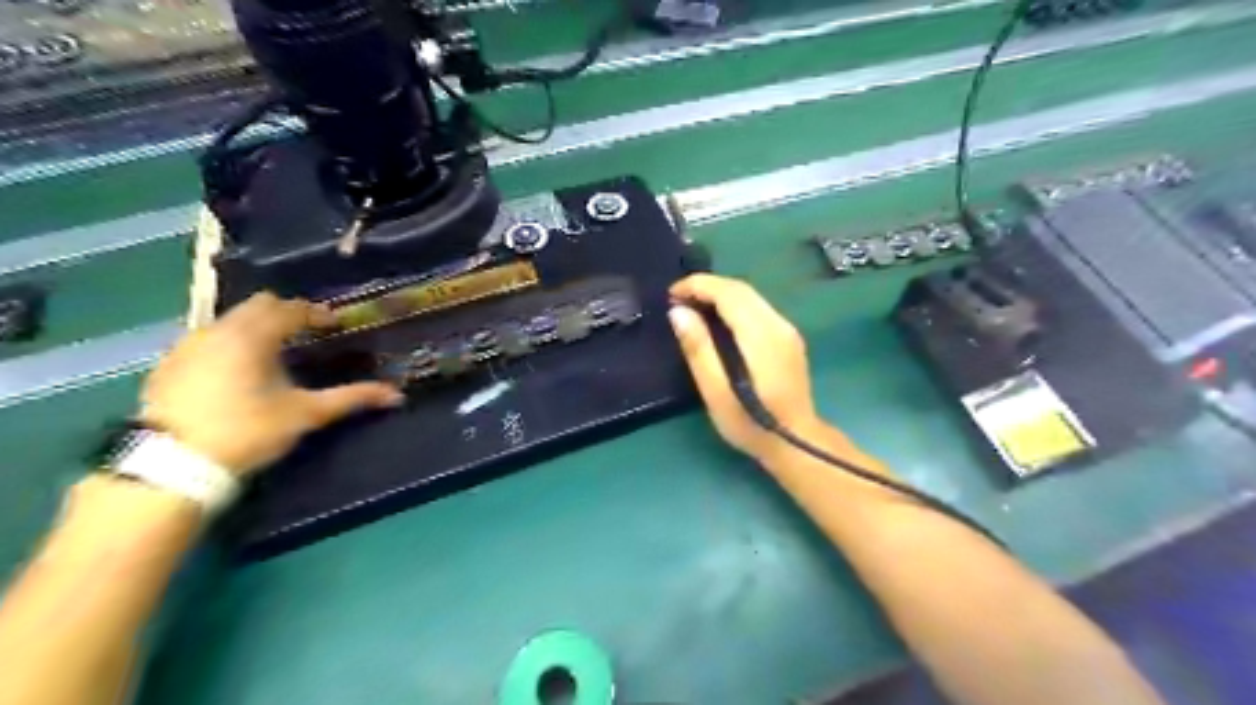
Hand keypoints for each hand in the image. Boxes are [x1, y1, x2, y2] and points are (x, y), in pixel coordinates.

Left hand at [143, 288, 405, 475]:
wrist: (172, 464)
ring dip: (256, 327)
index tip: (335, 325)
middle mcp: (218, 330)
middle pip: (258, 305)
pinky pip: (207, 338)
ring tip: (274, 352)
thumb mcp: (305, 414)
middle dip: (286, 313)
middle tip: (307, 333)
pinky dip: (230, 342)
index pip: (292, 308)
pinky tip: (237, 370)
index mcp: (254, 336)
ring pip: (230, 319)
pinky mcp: (168, 364)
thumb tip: (396, 395)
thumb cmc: (248, 431)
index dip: (318, 313)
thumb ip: (351, 398)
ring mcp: (188, 345)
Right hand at [672, 274, 819, 461]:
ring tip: (691, 306)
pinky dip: (733, 305)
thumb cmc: (751, 424)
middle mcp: (778, 325)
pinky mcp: (789, 339)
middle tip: (677, 298)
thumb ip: (698, 349)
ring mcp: (787, 331)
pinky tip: (717, 320)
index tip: (671, 293)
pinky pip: (758, 308)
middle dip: (707, 286)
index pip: (729, 293)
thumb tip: (678, 312)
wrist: (797, 444)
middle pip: (742, 289)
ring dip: (720, 294)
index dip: (698, 285)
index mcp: (761, 336)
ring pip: (751, 296)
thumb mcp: (716, 393)